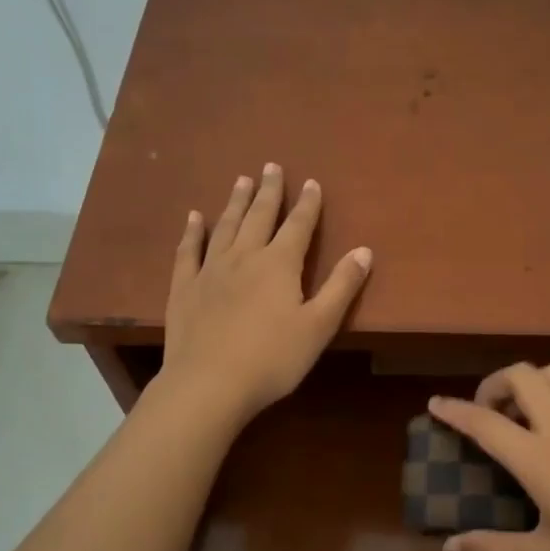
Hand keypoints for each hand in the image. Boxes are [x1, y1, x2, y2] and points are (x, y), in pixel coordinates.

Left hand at [159, 164, 372, 425]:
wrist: (209, 384)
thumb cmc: (272, 358)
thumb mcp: (319, 326)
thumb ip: (342, 286)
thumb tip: (364, 250)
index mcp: (280, 264)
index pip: (299, 226)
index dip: (308, 204)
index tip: (312, 182)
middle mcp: (245, 257)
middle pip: (259, 216)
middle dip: (270, 191)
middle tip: (272, 166)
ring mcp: (211, 270)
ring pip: (225, 226)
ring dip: (236, 202)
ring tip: (241, 180)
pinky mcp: (185, 288)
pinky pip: (189, 251)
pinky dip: (193, 232)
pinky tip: (194, 218)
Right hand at [427, 364, 549, 550]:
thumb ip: (493, 550)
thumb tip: (450, 547)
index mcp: (540, 459)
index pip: (486, 422)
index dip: (455, 411)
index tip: (434, 404)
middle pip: (522, 375)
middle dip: (494, 384)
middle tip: (487, 413)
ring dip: (530, 382)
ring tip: (523, 415)